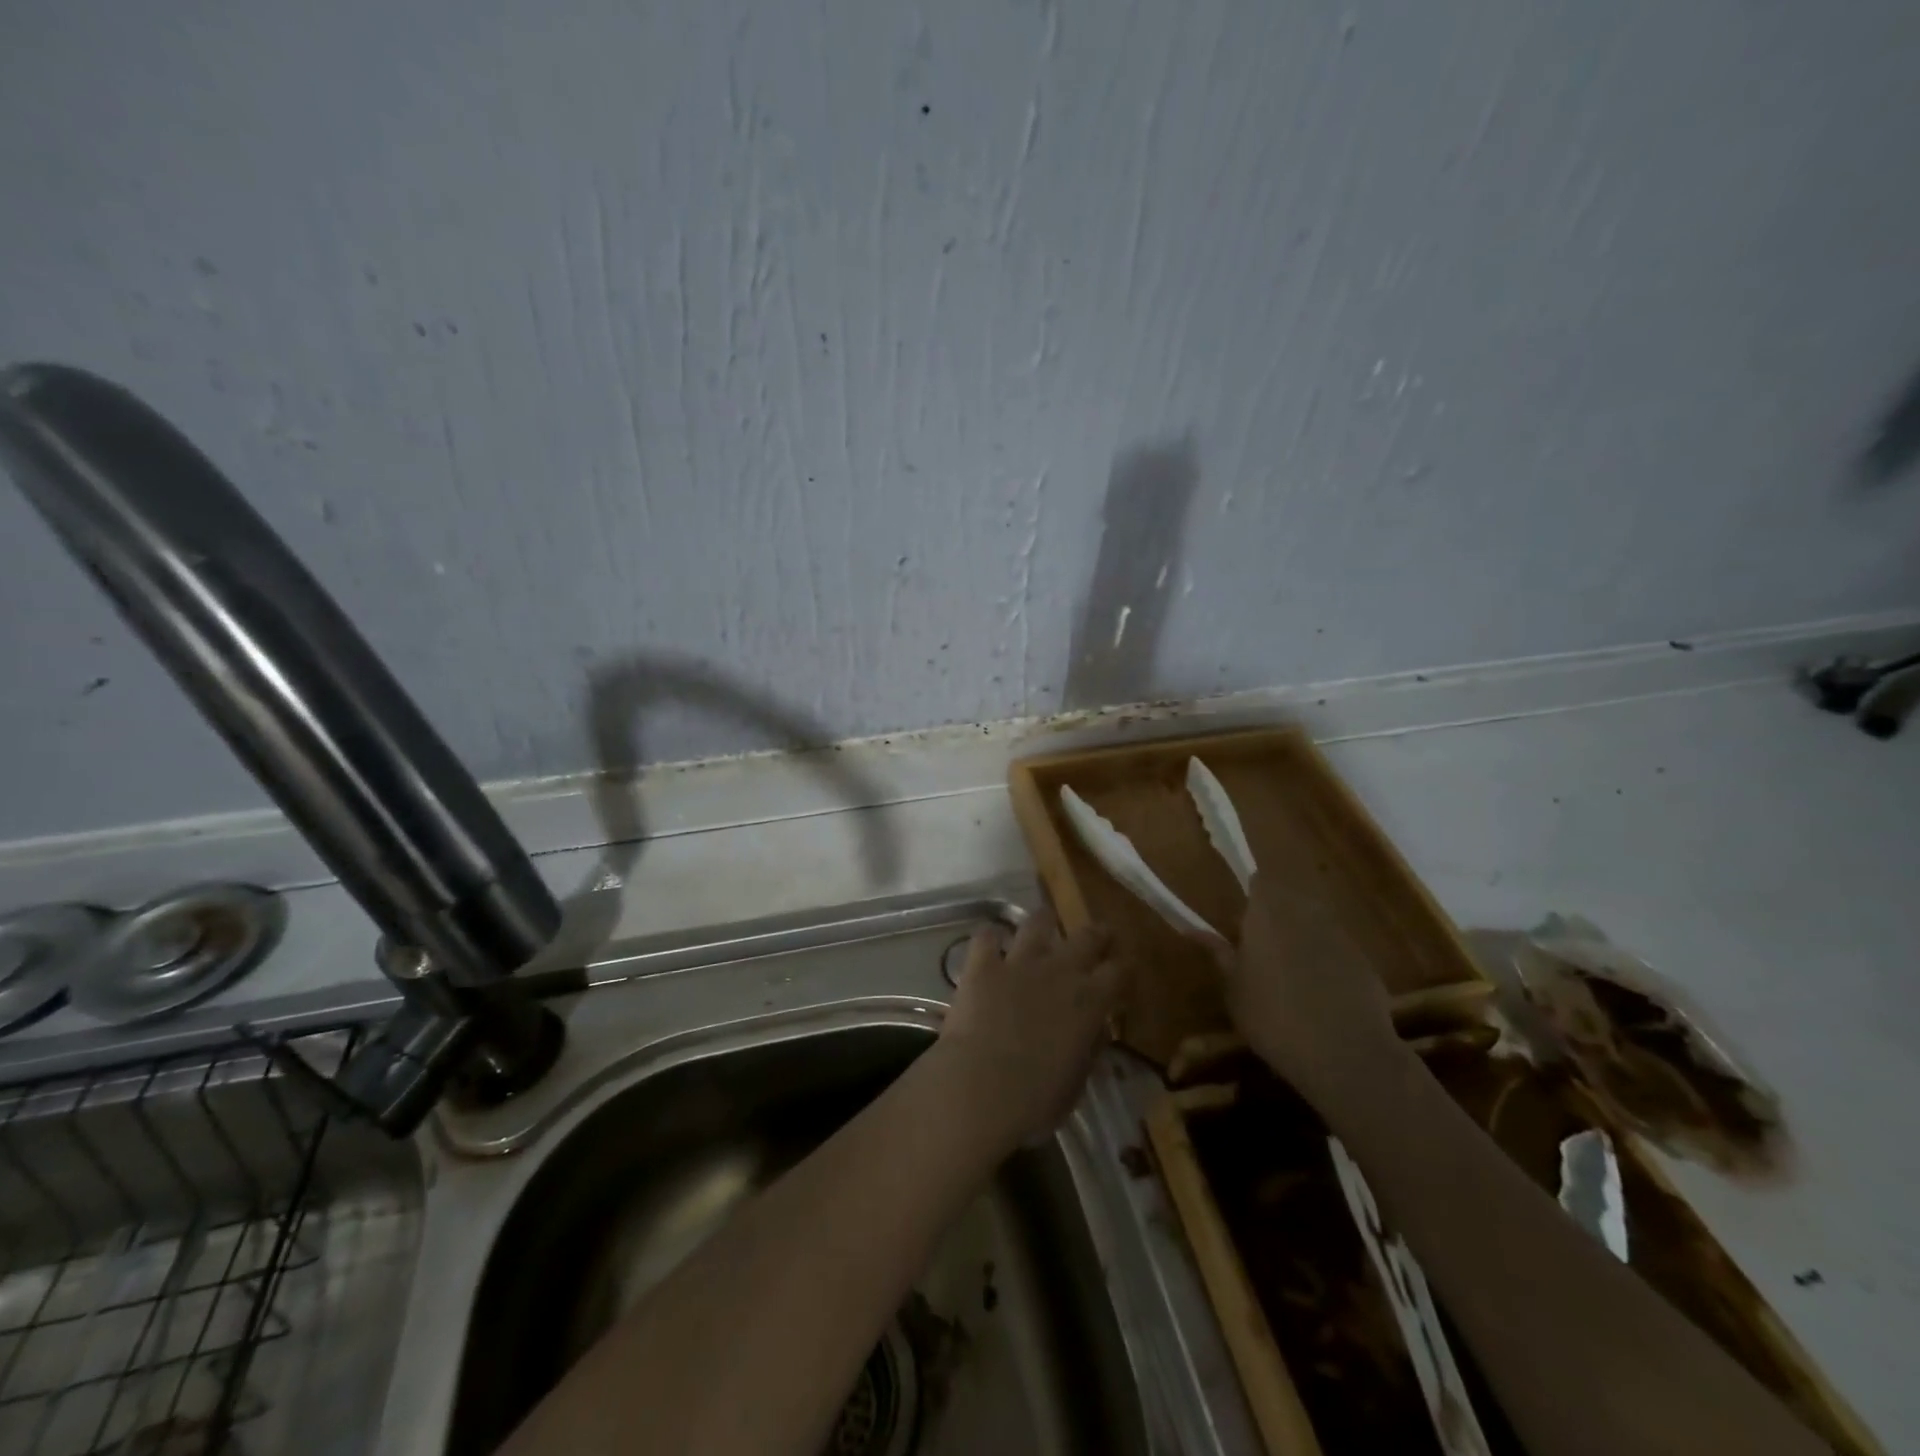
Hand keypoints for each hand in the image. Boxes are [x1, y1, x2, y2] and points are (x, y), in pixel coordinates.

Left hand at [936, 909, 1127, 1148]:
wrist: (979, 1087)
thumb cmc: (1034, 1101)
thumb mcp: (1075, 1084)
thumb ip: (1087, 1051)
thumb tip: (1095, 1031)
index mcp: (1090, 1002)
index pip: (1119, 972)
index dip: (1123, 969)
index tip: (1123, 971)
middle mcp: (1060, 972)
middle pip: (1087, 937)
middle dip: (1097, 933)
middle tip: (1099, 933)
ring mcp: (1020, 963)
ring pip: (1037, 923)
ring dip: (1043, 921)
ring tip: (1043, 922)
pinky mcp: (983, 965)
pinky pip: (987, 936)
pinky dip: (990, 936)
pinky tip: (989, 941)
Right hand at [1220, 871, 1404, 1117]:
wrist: (1345, 1054)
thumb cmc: (1272, 1017)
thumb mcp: (1233, 989)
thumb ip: (1219, 954)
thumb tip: (1193, 929)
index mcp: (1267, 912)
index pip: (1258, 882)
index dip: (1250, 897)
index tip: (1240, 923)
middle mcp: (1305, 912)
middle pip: (1288, 901)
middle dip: (1274, 918)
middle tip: (1260, 952)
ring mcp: (1340, 935)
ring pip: (1314, 925)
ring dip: (1301, 939)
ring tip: (1289, 976)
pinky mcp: (1365, 962)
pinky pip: (1337, 951)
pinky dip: (1326, 963)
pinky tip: (1320, 997)